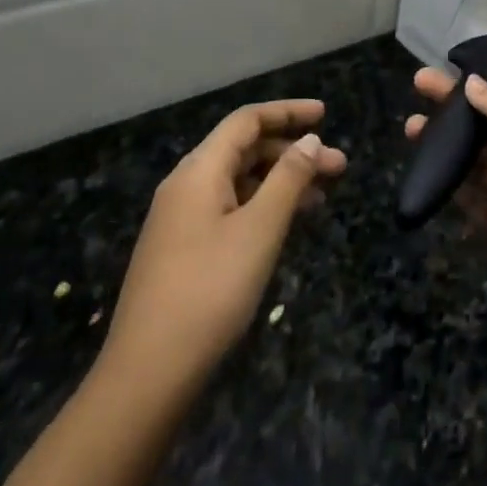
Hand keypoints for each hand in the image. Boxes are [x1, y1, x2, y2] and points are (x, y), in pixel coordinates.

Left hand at [103, 99, 345, 396]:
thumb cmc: (210, 291)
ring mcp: (180, 219)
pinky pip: (228, 208)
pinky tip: (285, 225)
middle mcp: (186, 184)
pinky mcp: (182, 249)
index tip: (326, 114)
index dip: (287, 112)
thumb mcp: (259, 230)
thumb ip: (288, 179)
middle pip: (244, 149)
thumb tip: (309, 139)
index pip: (247, 121)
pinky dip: (261, 206)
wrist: (147, 373)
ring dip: (280, 181)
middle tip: (338, 167)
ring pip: (238, 181)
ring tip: (322, 197)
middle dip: (292, 151)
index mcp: (199, 170)